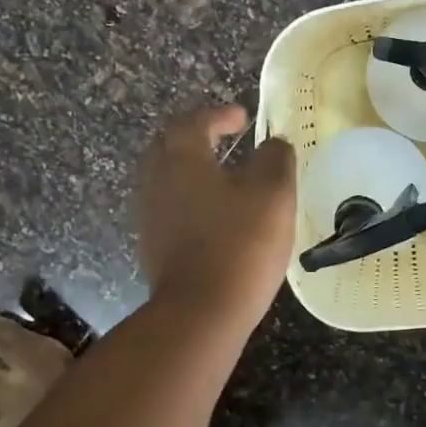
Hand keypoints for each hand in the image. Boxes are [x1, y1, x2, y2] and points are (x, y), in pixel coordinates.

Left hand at [138, 104, 296, 324]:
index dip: (219, 114)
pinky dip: (190, 199)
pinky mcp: (153, 247)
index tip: (243, 118)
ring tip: (223, 177)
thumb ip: (275, 158)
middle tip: (224, 139)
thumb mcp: (273, 193)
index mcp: (182, 158)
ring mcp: (150, 216)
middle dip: (196, 136)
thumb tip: (274, 143)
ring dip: (192, 169)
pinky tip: (214, 215)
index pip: (194, 121)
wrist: (201, 311)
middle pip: (169, 145)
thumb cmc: (240, 243)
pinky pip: (169, 208)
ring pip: (166, 178)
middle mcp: (157, 180)